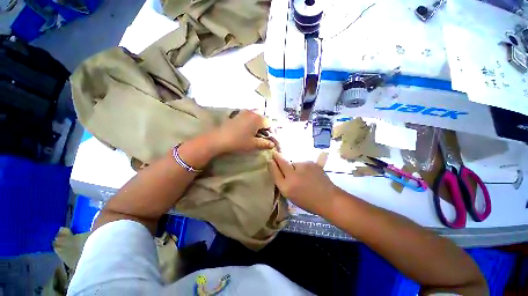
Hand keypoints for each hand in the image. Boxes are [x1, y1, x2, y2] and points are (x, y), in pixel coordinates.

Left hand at [209, 110, 275, 154]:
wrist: (219, 139)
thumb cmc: (239, 142)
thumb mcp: (253, 144)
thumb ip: (265, 143)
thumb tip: (273, 144)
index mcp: (258, 119)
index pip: (269, 123)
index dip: (271, 131)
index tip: (268, 138)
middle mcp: (252, 113)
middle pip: (263, 118)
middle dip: (264, 126)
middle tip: (262, 135)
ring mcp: (244, 112)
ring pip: (255, 116)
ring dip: (257, 123)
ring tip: (254, 133)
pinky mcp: (237, 114)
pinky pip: (248, 116)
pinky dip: (250, 121)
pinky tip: (246, 129)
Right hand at [268, 151, 340, 214]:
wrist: (328, 199)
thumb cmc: (307, 201)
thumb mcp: (290, 195)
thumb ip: (283, 183)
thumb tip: (279, 170)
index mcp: (286, 187)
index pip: (275, 172)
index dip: (271, 165)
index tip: (270, 160)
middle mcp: (292, 176)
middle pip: (282, 161)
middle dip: (277, 156)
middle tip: (275, 153)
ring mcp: (303, 168)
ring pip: (294, 162)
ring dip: (295, 166)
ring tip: (302, 174)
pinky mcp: (312, 163)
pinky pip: (303, 163)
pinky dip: (303, 167)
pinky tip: (309, 173)